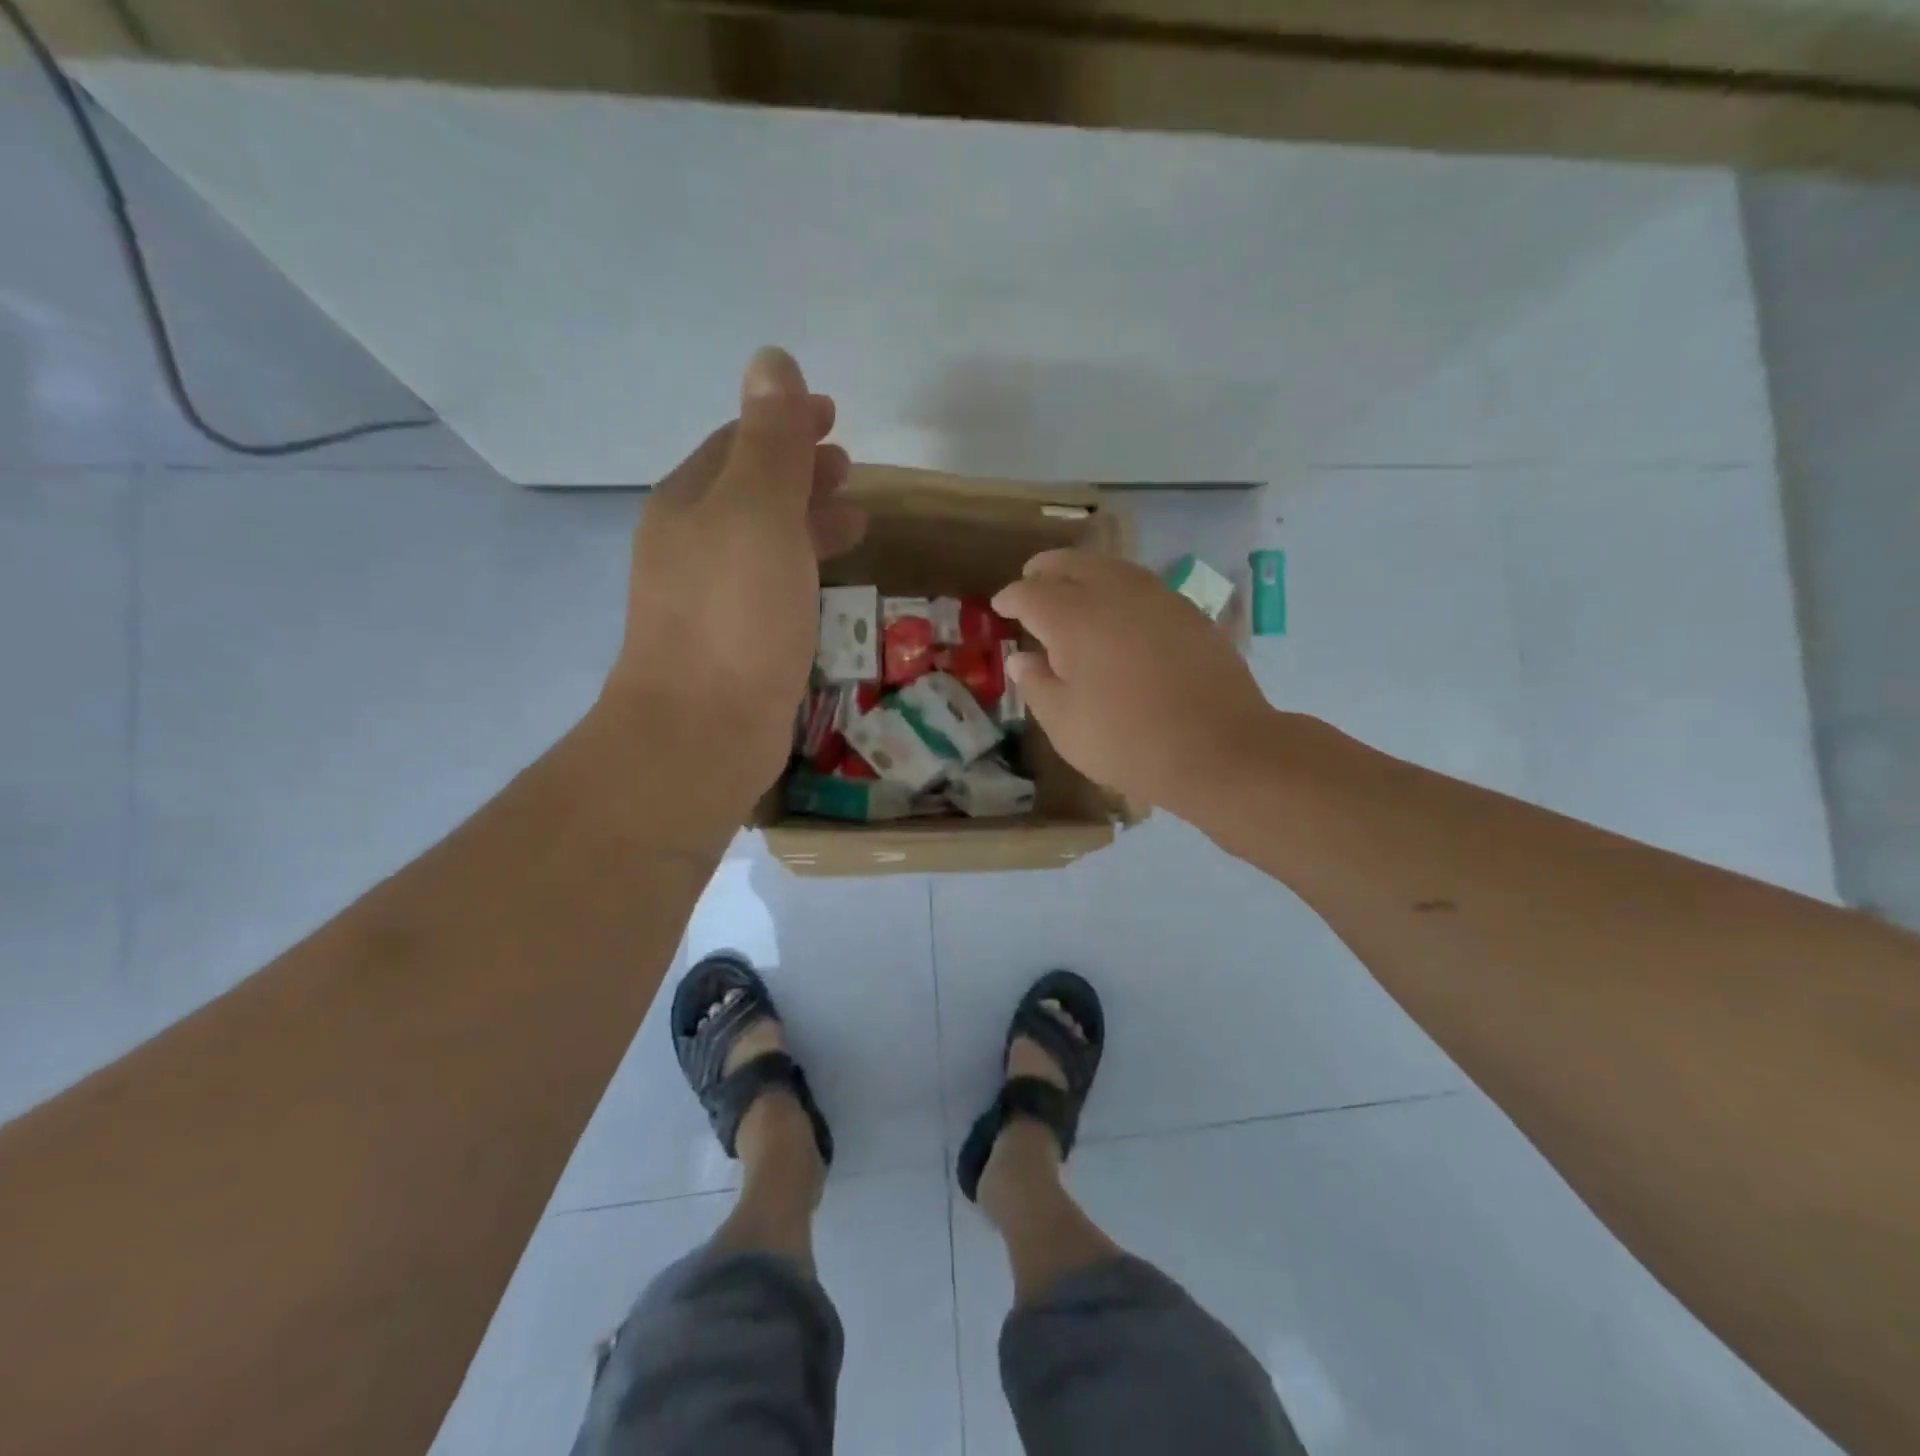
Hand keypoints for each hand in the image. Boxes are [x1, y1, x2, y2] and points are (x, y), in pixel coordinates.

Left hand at [602, 347, 864, 815]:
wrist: (702, 733)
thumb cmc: (735, 616)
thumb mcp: (758, 514)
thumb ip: (770, 442)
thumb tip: (772, 359)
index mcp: (689, 505)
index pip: (738, 445)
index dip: (785, 424)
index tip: (835, 417)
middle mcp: (689, 547)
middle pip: (749, 493)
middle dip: (799, 473)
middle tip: (852, 469)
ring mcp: (707, 602)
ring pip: (762, 544)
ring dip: (806, 523)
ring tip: (857, 520)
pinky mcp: (731, 647)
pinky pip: (770, 588)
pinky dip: (802, 571)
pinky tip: (828, 586)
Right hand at [993, 550, 1275, 817]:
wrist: (1218, 749)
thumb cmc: (1126, 742)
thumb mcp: (1064, 723)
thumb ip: (1037, 684)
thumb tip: (1022, 658)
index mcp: (1074, 619)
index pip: (1031, 594)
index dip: (1011, 598)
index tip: (1000, 606)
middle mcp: (1115, 595)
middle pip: (1073, 564)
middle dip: (1047, 569)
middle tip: (1032, 578)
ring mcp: (1158, 599)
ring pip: (1112, 568)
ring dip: (1085, 572)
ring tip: (1073, 588)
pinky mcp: (1189, 613)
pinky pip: (1143, 586)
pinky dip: (1120, 588)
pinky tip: (1120, 611)